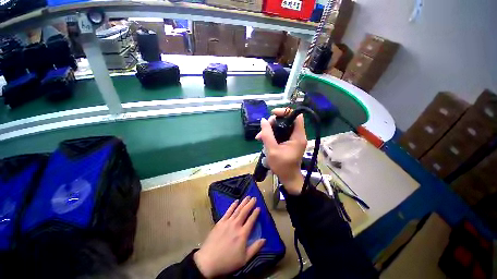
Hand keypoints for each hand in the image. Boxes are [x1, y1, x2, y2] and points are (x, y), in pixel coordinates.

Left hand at [194, 197, 265, 277]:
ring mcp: (227, 222)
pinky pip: (228, 211)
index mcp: (243, 234)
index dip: (255, 213)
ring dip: (243, 202)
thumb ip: (255, 248)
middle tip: (254, 198)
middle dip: (250, 204)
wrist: (208, 261)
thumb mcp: (244, 259)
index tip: (258, 207)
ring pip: (237, 210)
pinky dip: (232, 206)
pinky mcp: (220, 222)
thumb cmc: (228, 262)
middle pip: (244, 212)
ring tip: (247, 197)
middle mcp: (236, 225)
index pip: (251, 220)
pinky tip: (236, 201)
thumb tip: (264, 239)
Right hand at [256, 108, 306, 194]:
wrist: (288, 178)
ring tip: (259, 136)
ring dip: (270, 129)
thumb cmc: (282, 166)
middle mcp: (298, 135)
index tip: (273, 114)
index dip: (285, 112)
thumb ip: (267, 134)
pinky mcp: (289, 142)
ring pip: (282, 127)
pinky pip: (281, 133)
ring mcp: (294, 139)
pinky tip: (263, 139)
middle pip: (287, 120)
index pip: (296, 116)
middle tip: (263, 129)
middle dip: (274, 122)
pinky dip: (272, 134)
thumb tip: (263, 120)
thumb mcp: (272, 150)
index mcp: (298, 136)